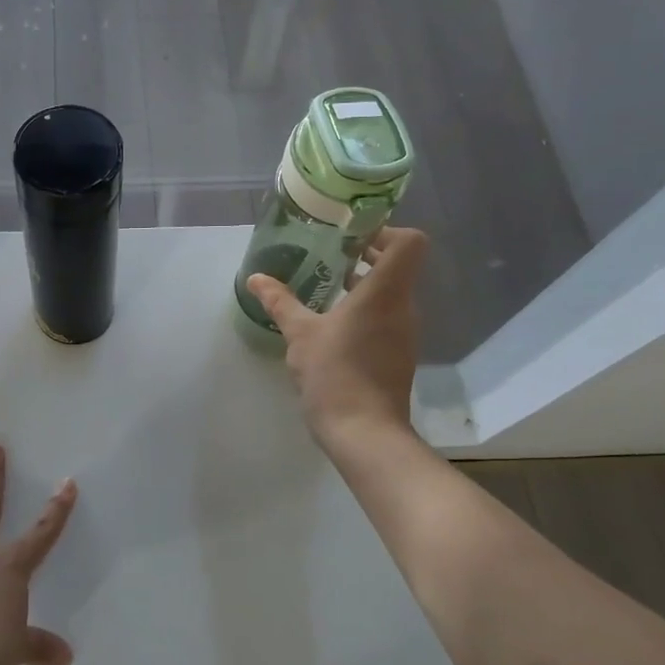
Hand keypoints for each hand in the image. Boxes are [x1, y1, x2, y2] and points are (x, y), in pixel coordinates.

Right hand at [246, 226, 426, 447]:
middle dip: (366, 255)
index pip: (409, 243)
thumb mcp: (299, 334)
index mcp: (385, 293)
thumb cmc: (335, 374)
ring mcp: (403, 333)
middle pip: (398, 265)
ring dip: (362, 283)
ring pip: (390, 293)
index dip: (385, 230)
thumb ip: (280, 301)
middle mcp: (403, 307)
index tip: (351, 236)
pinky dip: (363, 309)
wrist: (365, 433)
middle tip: (329, 253)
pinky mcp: (397, 354)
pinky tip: (331, 321)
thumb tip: (256, 278)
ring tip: (325, 284)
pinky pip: (385, 317)